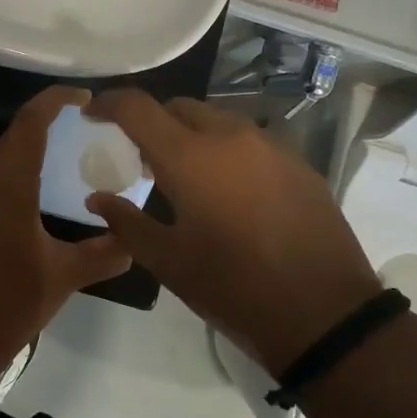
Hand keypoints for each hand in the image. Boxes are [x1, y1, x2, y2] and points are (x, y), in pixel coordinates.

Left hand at [0, 86, 131, 390]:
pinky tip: (32, 199)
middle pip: (13, 137)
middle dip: (45, 125)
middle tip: (81, 129)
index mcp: (8, 184)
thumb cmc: (9, 301)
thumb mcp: (64, 277)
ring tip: (62, 160)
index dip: (55, 101)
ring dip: (27, 152)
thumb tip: (133, 242)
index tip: (84, 98)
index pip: (30, 123)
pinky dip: (12, 177)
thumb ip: (103, 254)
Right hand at [84, 89, 381, 376]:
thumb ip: (125, 222)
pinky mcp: (298, 163)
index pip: (138, 107)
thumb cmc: (232, 287)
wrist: (324, 315)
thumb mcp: (167, 261)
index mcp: (189, 156)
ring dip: (190, 134)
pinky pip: (248, 140)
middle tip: (140, 157)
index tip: (92, 113)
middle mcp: (229, 136)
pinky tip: (228, 190)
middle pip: (178, 107)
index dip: (108, 103)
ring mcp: (270, 146)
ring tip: (185, 175)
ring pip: (216, 120)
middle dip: (151, 121)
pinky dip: (225, 150)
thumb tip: (97, 199)